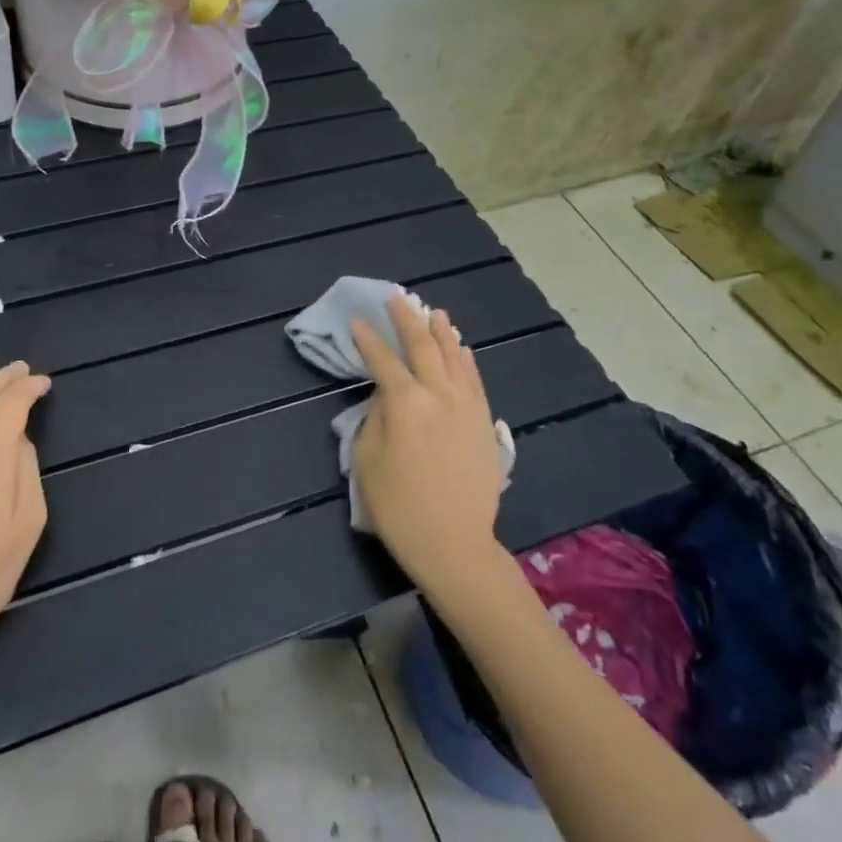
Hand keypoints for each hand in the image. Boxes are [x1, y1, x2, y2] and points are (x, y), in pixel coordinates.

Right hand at [350, 298, 507, 592]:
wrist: (454, 543)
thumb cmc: (400, 506)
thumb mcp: (368, 460)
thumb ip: (375, 418)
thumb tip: (387, 395)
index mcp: (405, 402)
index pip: (383, 360)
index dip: (368, 339)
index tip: (358, 321)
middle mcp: (439, 394)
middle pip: (423, 347)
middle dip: (407, 319)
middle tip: (397, 299)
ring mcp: (467, 406)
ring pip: (454, 357)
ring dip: (441, 332)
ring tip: (434, 313)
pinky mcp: (484, 423)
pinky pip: (474, 380)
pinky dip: (466, 360)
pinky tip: (462, 350)